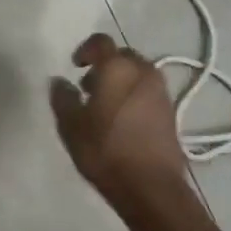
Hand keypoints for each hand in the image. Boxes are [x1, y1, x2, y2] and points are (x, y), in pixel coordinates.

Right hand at [50, 34, 190, 207]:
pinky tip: (121, 121)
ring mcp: (161, 92)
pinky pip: (147, 92)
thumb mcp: (71, 126)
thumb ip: (62, 98)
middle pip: (122, 57)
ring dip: (120, 82)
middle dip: (104, 66)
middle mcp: (143, 71)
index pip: (101, 42)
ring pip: (137, 74)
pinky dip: (133, 96)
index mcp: (118, 68)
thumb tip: (59, 82)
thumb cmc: (106, 150)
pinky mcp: (171, 112)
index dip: (85, 49)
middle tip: (87, 88)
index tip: (75, 66)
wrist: (151, 187)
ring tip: (103, 107)